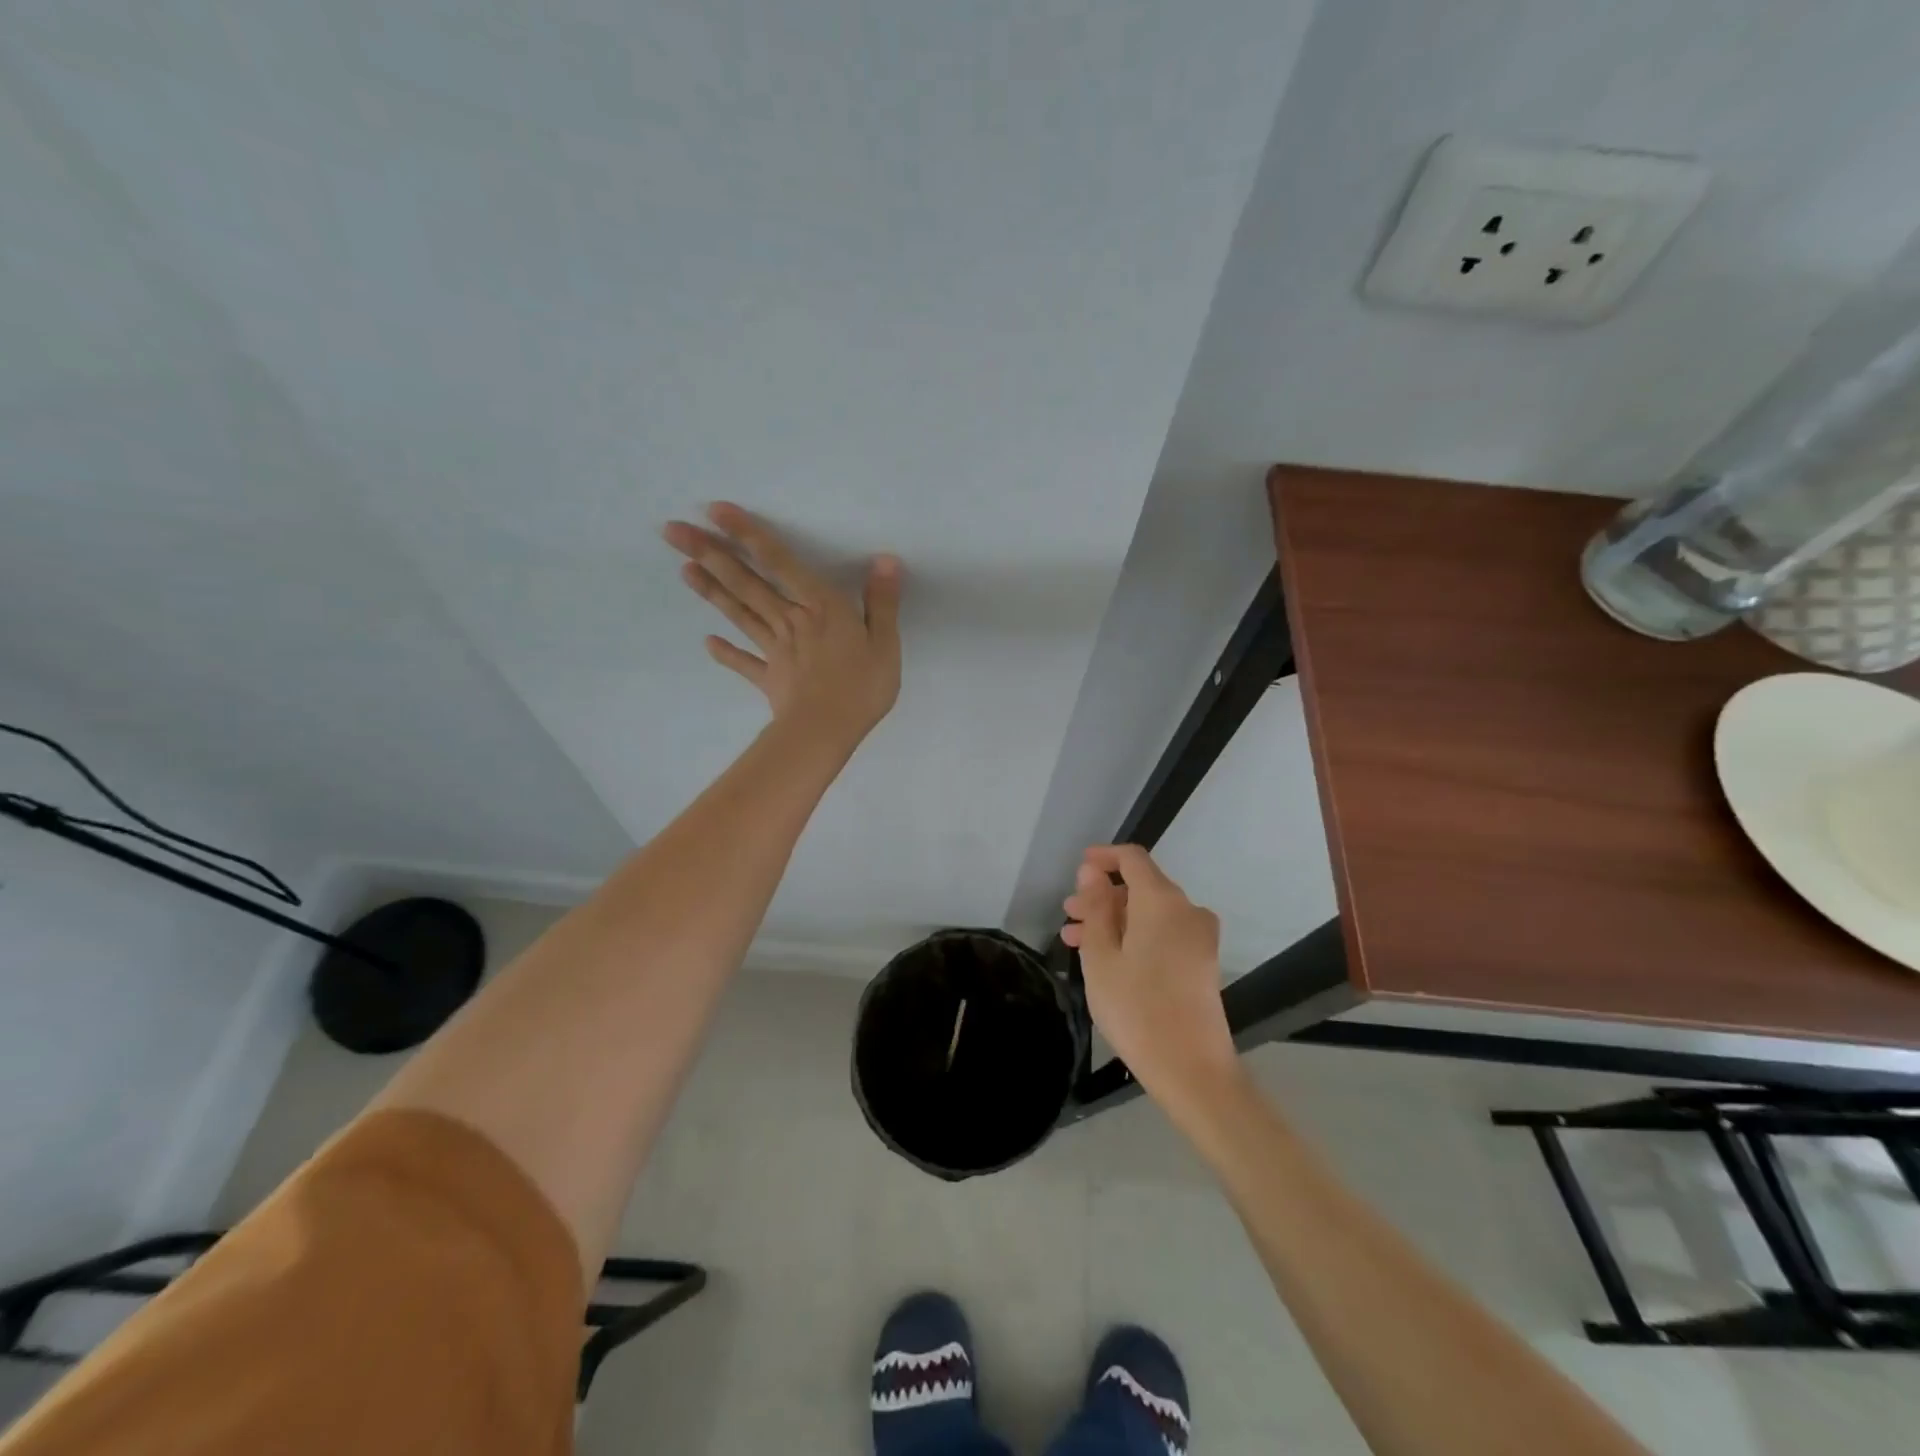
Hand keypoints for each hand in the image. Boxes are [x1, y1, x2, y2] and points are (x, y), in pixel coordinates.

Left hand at [663, 503, 902, 750]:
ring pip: (739, 614)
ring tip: (683, 568)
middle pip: (745, 582)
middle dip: (709, 554)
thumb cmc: (861, 687)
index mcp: (819, 607)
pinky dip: (726, 653)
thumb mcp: (885, 643)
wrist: (826, 732)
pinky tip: (707, 642)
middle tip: (672, 532)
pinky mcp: (769, 678)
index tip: (715, 510)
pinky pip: (744, 662)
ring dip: (711, 590)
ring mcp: (774, 649)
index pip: (779, 562)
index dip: (747, 534)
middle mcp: (789, 619)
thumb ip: (883, 601)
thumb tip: (885, 560)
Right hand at [1062, 845, 1238, 1103]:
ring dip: (1114, 920)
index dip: (1103, 857)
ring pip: (1149, 913)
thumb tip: (1092, 873)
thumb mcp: (1100, 956)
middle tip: (1068, 916)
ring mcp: (1199, 937)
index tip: (1077, 869)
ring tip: (1076, 942)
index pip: (1133, 859)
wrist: (1192, 1069)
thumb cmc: (1136, 1008)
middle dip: (1103, 897)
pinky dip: (1134, 936)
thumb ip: (1096, 908)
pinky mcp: (1202, 962)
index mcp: (1162, 901)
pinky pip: (1163, 933)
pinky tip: (1107, 959)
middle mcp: (1187, 910)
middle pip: (1141, 887)